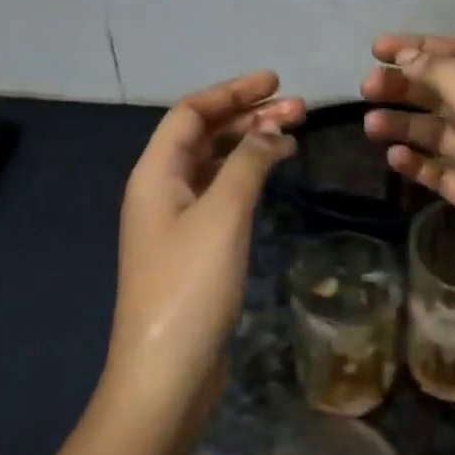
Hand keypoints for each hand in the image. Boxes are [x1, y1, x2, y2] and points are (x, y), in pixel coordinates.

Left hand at [110, 71, 303, 416]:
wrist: (165, 372)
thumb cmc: (190, 285)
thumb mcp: (222, 215)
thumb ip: (247, 163)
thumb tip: (271, 131)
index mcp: (155, 173)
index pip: (190, 113)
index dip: (232, 92)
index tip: (275, 82)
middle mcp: (160, 189)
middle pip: (203, 135)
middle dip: (248, 116)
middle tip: (298, 109)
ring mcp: (175, 220)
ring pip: (214, 164)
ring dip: (250, 144)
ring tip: (295, 134)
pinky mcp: (192, 246)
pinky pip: (220, 192)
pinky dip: (247, 175)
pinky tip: (273, 174)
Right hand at [361, 35, 454, 312]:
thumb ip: (444, 74)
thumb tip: (409, 55)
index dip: (421, 47)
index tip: (378, 50)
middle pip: (445, 91)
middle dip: (406, 86)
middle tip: (366, 88)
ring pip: (437, 131)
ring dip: (404, 123)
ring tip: (371, 126)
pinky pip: (438, 169)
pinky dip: (416, 161)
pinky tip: (394, 159)